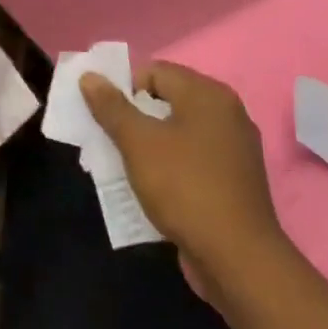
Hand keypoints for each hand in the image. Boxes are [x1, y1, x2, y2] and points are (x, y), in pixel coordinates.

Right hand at [81, 62, 285, 299]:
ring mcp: (235, 148)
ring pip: (179, 131)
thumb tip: (90, 76)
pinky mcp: (234, 179)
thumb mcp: (138, 143)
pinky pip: (193, 157)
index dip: (123, 88)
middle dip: (133, 116)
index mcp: (208, 95)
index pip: (155, 71)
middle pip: (168, 100)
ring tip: (124, 165)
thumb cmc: (184, 187)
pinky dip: (170, 164)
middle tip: (108, 140)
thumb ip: (112, 107)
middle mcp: (227, 113)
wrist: (237, 257)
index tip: (103, 116)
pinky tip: (152, 185)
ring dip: (149, 143)